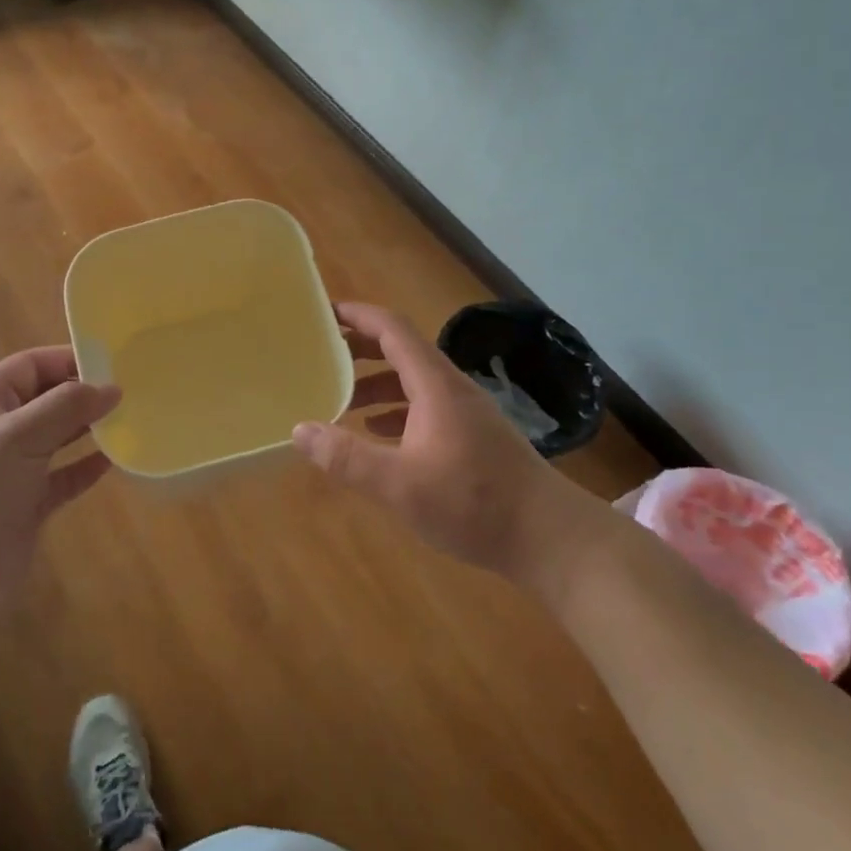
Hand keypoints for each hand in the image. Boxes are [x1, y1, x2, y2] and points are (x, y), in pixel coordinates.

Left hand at [0, 348, 119, 631]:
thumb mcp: (18, 437)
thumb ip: (66, 407)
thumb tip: (111, 388)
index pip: (31, 365)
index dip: (67, 358)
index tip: (111, 362)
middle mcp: (0, 430)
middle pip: (47, 398)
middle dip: (83, 393)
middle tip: (130, 391)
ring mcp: (14, 469)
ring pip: (58, 437)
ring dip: (89, 428)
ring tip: (129, 420)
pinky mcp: (28, 504)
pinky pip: (64, 476)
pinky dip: (86, 467)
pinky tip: (113, 461)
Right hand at [293, 301, 561, 574]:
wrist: (550, 537)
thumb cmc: (474, 503)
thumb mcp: (400, 485)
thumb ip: (347, 458)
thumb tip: (300, 430)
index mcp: (435, 384)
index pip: (393, 329)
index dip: (358, 315)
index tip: (324, 313)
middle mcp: (450, 388)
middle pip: (401, 350)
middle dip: (360, 348)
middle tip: (322, 354)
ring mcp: (465, 412)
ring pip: (412, 381)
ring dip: (375, 382)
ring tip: (340, 398)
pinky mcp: (472, 436)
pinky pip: (424, 406)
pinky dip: (395, 409)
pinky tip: (377, 434)